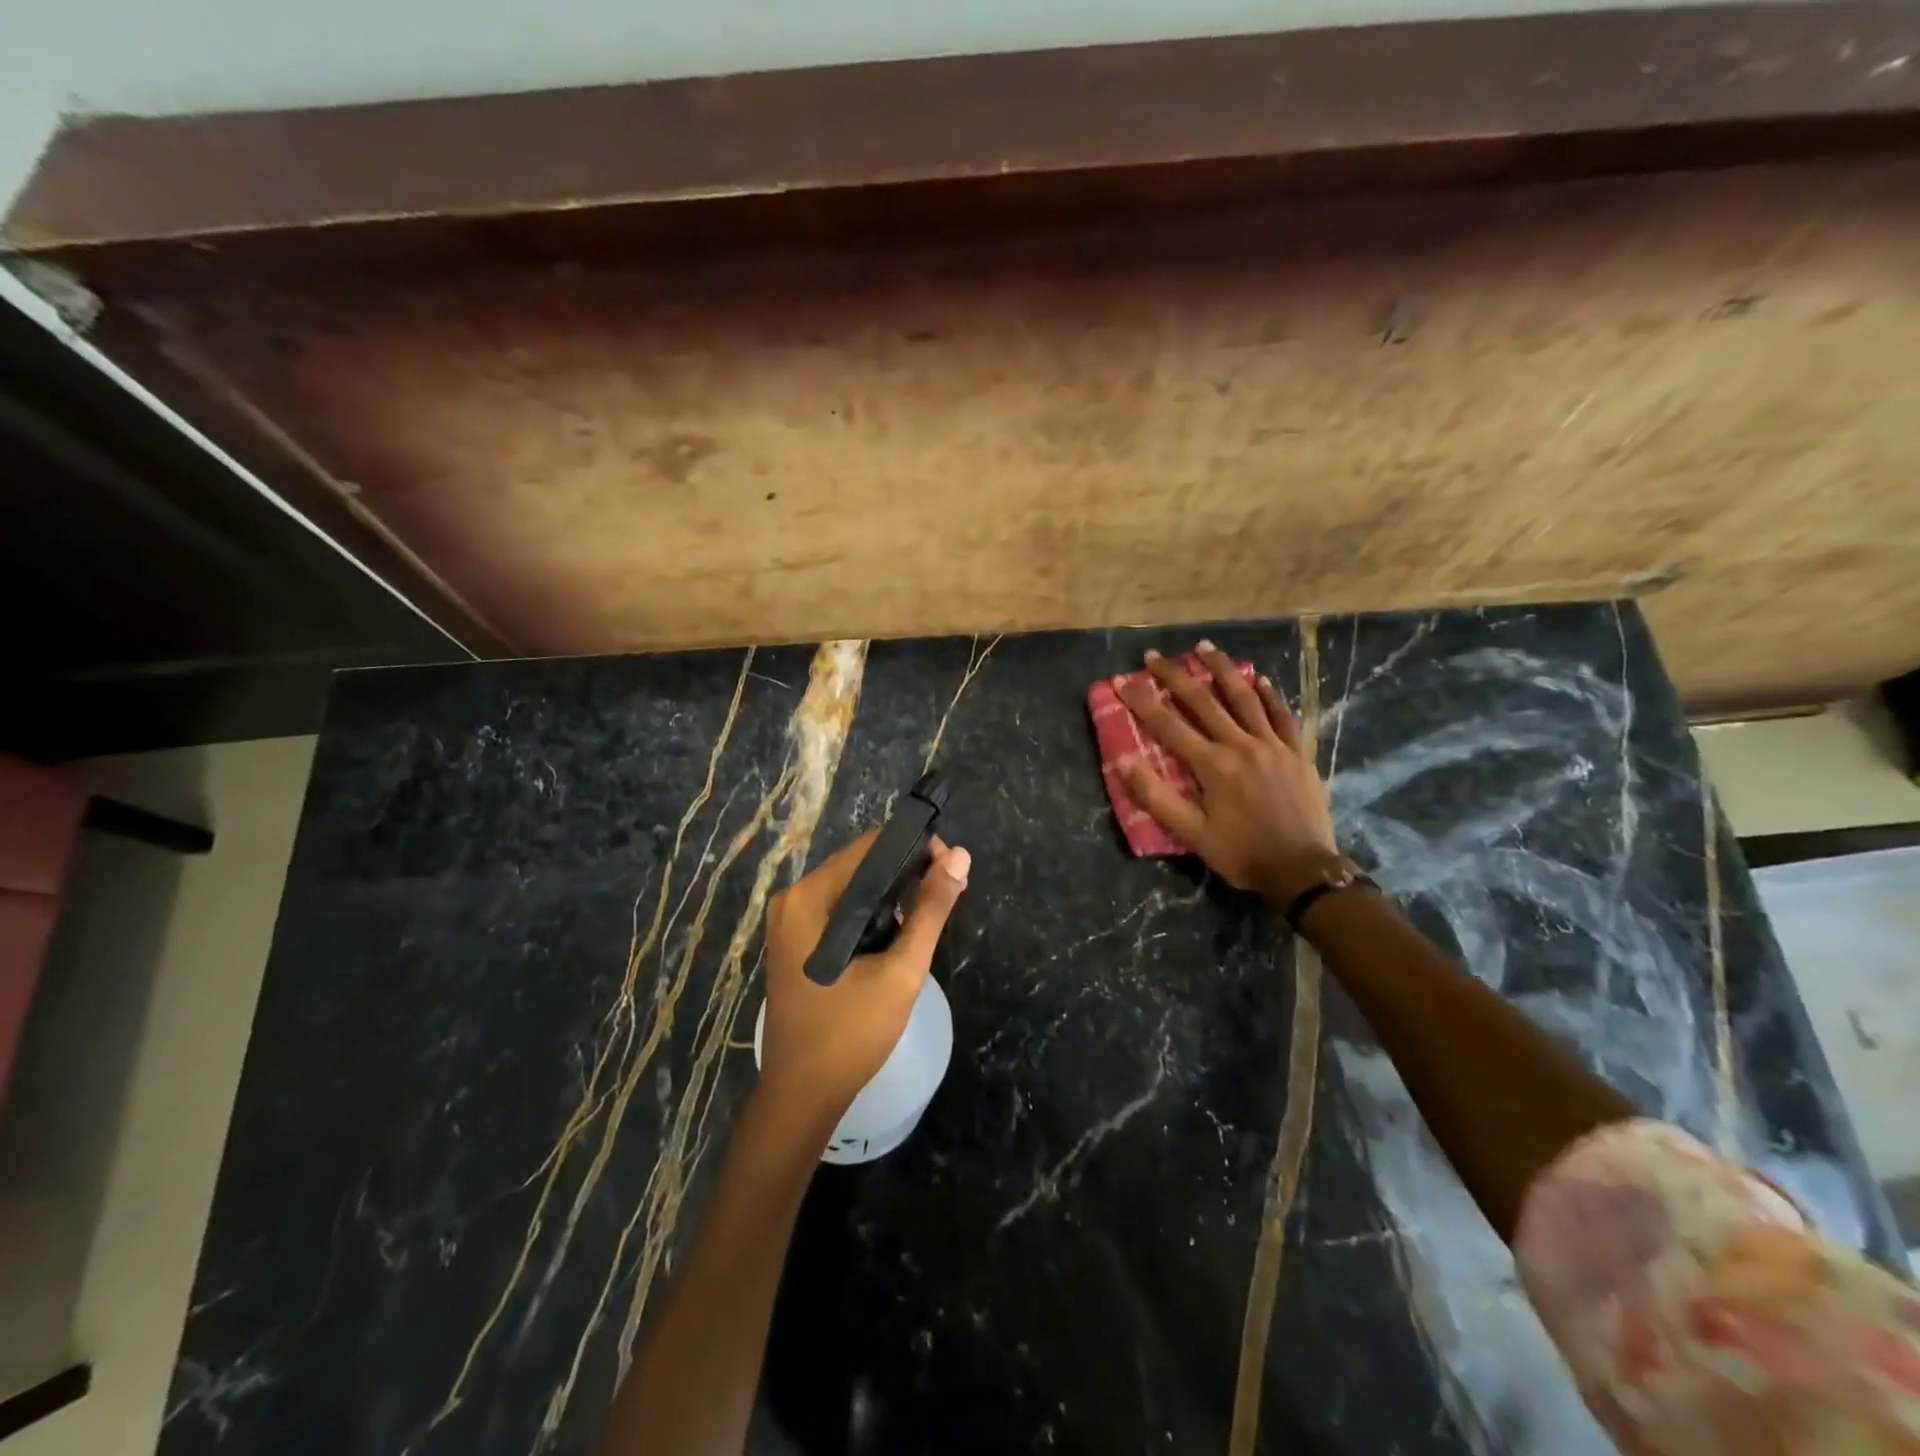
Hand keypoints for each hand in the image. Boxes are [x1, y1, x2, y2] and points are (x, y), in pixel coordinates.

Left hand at [759, 830, 970, 1138]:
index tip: (952, 866)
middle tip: (949, 890)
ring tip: (930, 910)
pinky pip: (839, 909)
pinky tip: (898, 930)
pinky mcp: (795, 940)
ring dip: (892, 893)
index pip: (870, 847)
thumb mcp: (901, 970)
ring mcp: (789, 921)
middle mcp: (793, 899)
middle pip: (860, 864)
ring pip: (852, 887)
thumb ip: (931, 910)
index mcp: (810, 898)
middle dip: (907, 871)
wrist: (803, 1095)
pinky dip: (871, 912)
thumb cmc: (851, 1033)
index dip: (916, 848)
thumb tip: (961, 856)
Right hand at [1116, 641, 1337, 902]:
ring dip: (1222, 670)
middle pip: (1203, 701)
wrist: (1303, 871)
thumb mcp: (1191, 833)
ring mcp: (1273, 746)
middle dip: (1175, 676)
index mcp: (1213, 765)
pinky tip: (1260, 679)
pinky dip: (1269, 695)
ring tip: (1205, 647)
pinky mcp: (1297, 753)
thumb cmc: (1242, 854)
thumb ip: (1155, 796)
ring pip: (1245, 698)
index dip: (1142, 701)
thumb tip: (1121, 760)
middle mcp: (1241, 745)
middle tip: (1154, 655)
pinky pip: (1282, 716)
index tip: (1122, 680)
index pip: (1168, 725)